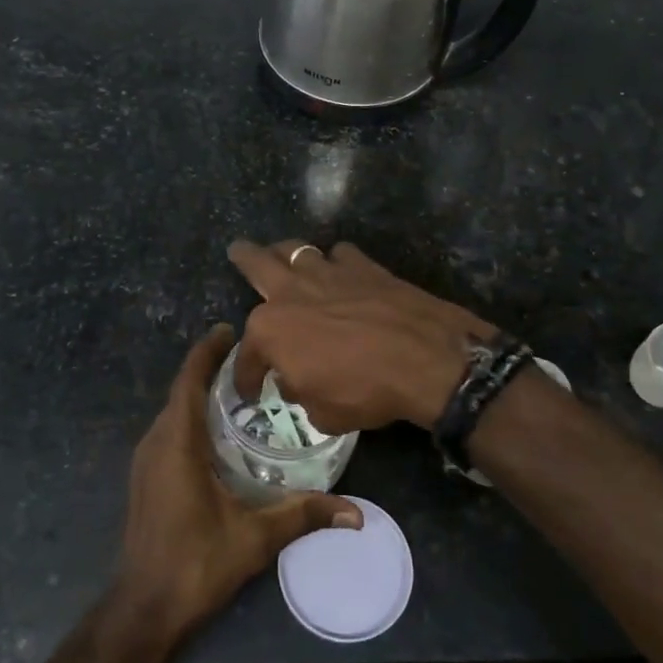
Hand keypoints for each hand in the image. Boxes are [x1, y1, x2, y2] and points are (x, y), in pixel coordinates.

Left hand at [114, 324, 360, 649]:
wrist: (143, 610)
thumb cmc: (195, 564)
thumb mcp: (254, 538)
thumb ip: (304, 515)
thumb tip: (356, 513)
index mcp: (177, 444)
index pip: (188, 381)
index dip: (206, 352)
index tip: (229, 328)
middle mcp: (156, 443)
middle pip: (181, 391)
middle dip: (209, 369)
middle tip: (251, 359)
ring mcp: (146, 462)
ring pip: (174, 412)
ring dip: (199, 394)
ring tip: (240, 388)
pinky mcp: (146, 478)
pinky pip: (169, 432)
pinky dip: (192, 418)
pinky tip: (220, 432)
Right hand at [227, 239, 493, 432]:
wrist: (424, 358)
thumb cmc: (365, 390)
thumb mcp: (322, 413)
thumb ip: (300, 392)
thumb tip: (295, 380)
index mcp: (271, 330)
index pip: (247, 355)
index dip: (246, 376)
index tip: (251, 390)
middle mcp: (292, 292)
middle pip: (257, 264)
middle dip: (244, 258)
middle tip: (237, 250)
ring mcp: (328, 272)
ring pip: (297, 249)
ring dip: (287, 253)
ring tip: (285, 256)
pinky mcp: (364, 265)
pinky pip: (341, 254)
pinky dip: (337, 262)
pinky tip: (342, 272)